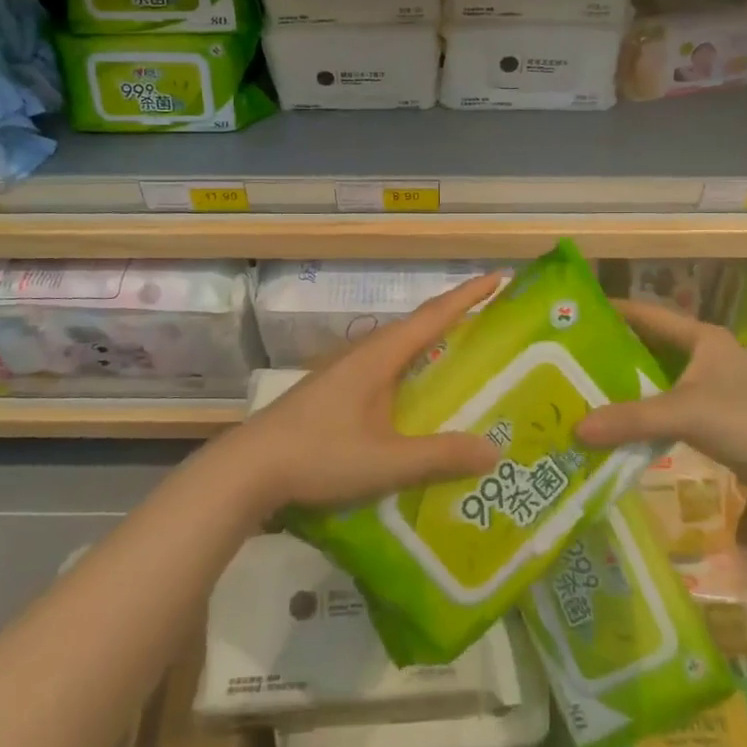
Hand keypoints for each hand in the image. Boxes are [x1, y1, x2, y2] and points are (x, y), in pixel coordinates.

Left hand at [228, 272, 504, 510]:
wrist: (247, 470)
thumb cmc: (319, 455)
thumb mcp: (387, 462)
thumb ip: (440, 456)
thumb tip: (494, 450)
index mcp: (379, 357)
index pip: (433, 316)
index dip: (468, 295)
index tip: (498, 277)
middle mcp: (363, 355)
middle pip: (416, 327)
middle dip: (454, 318)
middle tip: (490, 323)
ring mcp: (343, 373)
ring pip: (396, 349)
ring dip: (429, 346)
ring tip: (461, 359)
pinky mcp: (331, 393)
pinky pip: (382, 370)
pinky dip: (408, 371)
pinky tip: (414, 400)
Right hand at [575, 299, 746, 483]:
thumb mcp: (685, 413)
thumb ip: (631, 419)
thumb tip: (575, 428)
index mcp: (700, 337)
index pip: (646, 314)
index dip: (611, 312)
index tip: (573, 315)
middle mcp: (703, 355)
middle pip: (648, 347)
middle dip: (611, 353)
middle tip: (567, 360)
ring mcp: (709, 386)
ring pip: (657, 378)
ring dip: (626, 386)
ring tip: (582, 391)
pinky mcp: (713, 416)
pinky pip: (667, 406)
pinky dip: (643, 412)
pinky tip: (617, 424)